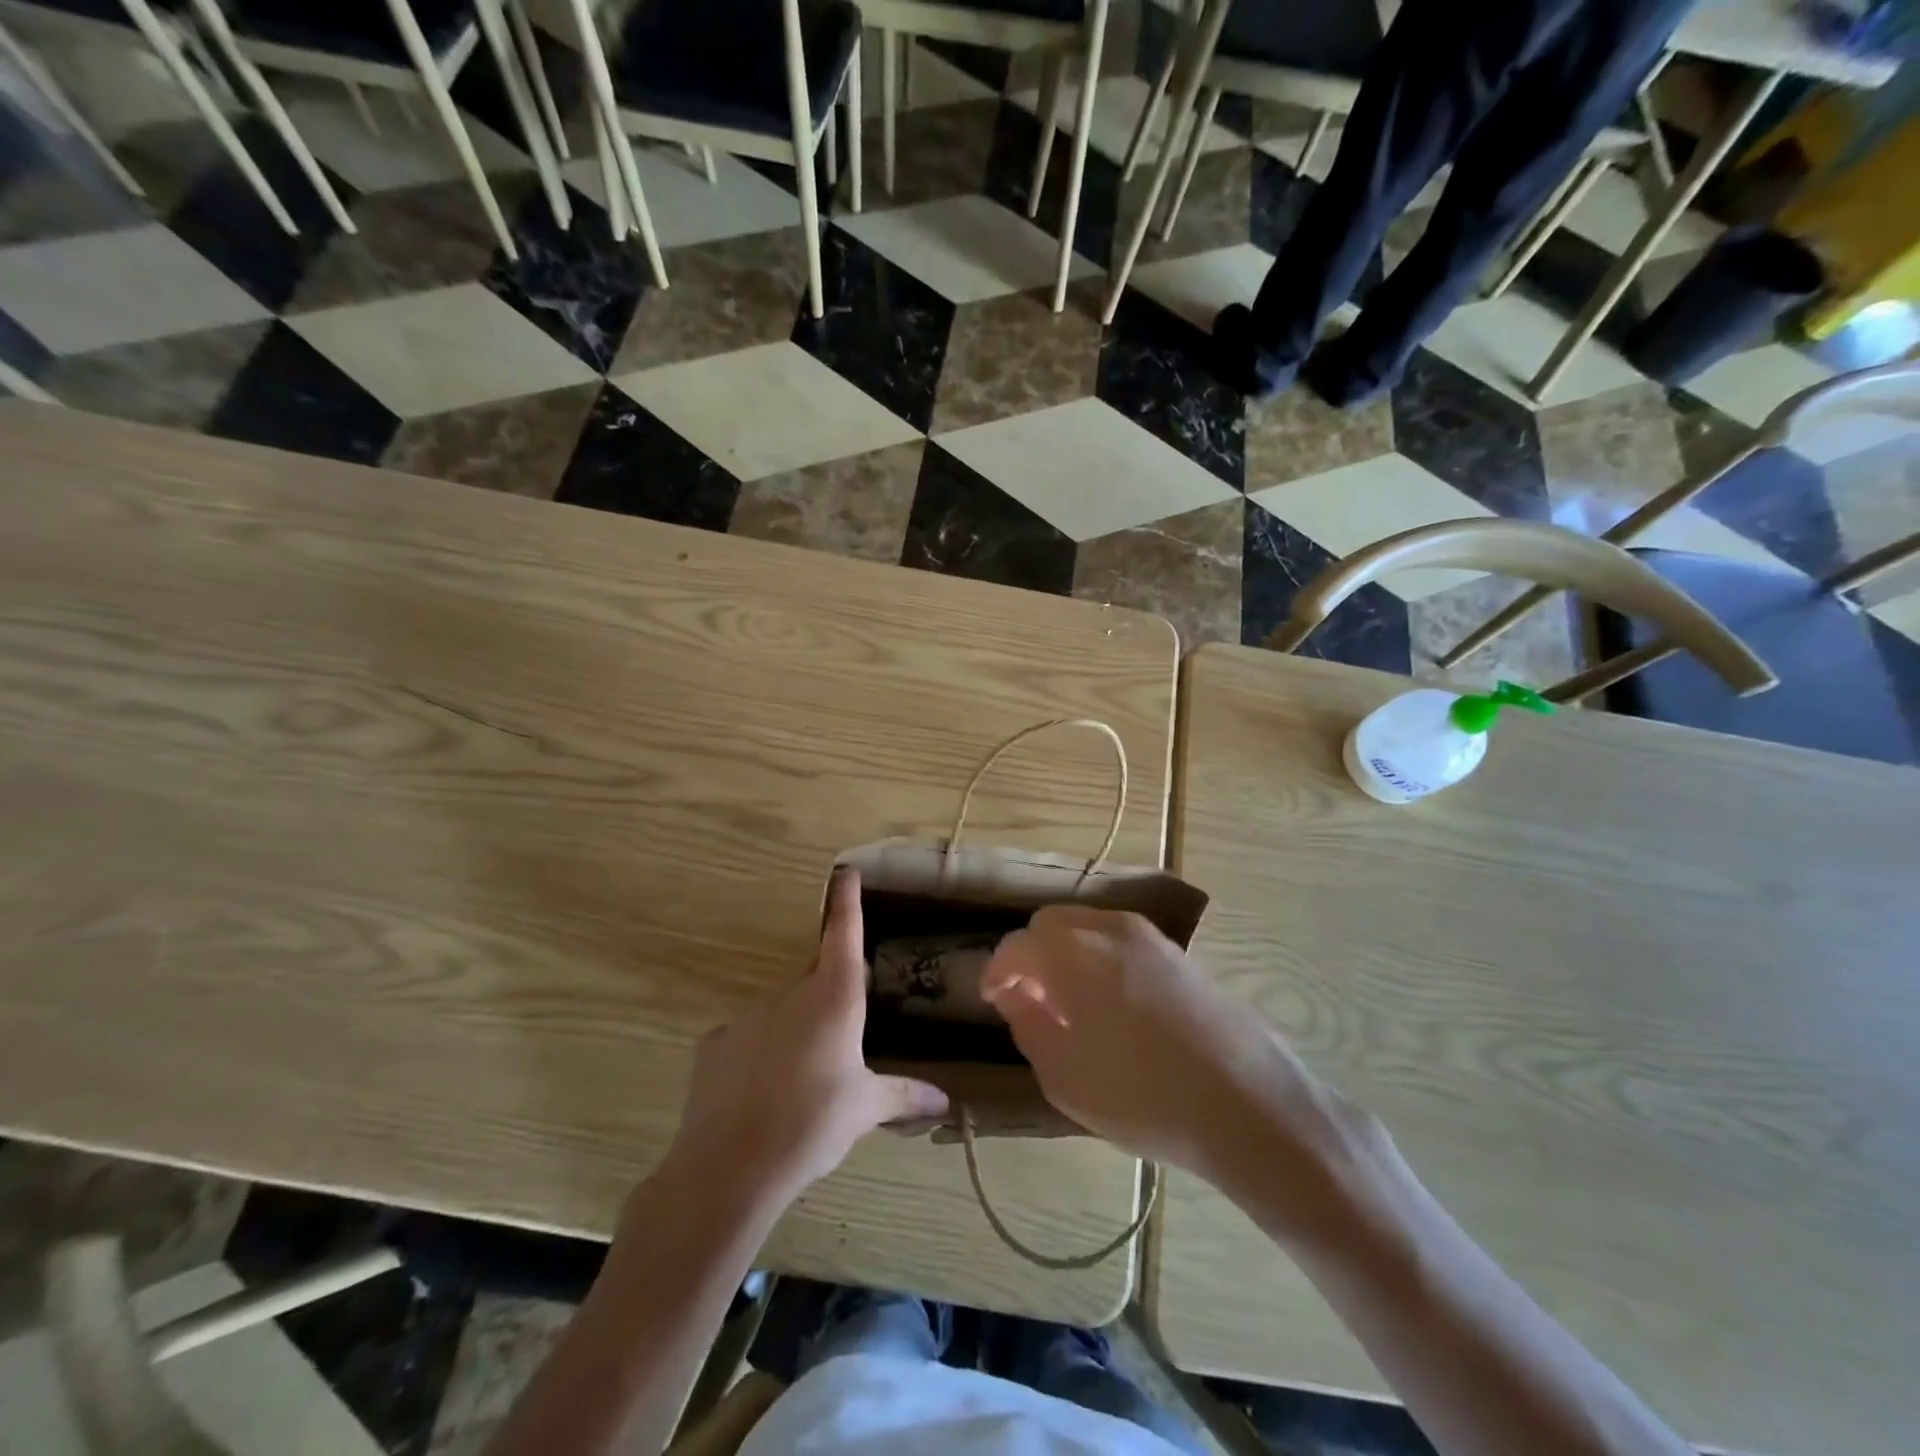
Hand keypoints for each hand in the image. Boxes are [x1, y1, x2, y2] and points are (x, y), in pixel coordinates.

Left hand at [667, 869, 949, 1209]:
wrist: (730, 1166)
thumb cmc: (813, 1124)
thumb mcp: (864, 1109)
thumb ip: (903, 1095)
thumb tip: (945, 1102)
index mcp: (834, 998)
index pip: (844, 933)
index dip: (847, 900)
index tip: (846, 872)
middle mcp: (791, 993)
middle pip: (815, 977)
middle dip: (829, 995)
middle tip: (840, 1036)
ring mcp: (748, 1014)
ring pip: (782, 1008)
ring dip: (795, 1028)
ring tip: (801, 1079)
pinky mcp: (715, 1042)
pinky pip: (747, 1037)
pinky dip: (759, 1053)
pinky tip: (760, 1092)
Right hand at [980, 907, 1346, 1188]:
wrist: (1248, 1103)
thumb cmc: (1143, 1095)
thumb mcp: (1064, 1077)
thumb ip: (1029, 1027)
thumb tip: (1018, 997)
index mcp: (1072, 952)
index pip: (1016, 946)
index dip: (996, 972)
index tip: (991, 999)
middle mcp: (1108, 928)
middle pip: (1051, 925)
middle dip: (1030, 957)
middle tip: (1028, 1001)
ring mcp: (1149, 937)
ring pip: (1087, 928)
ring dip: (1065, 955)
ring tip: (1069, 1006)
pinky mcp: (1179, 954)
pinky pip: (1120, 943)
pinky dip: (1099, 960)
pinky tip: (1111, 1006)